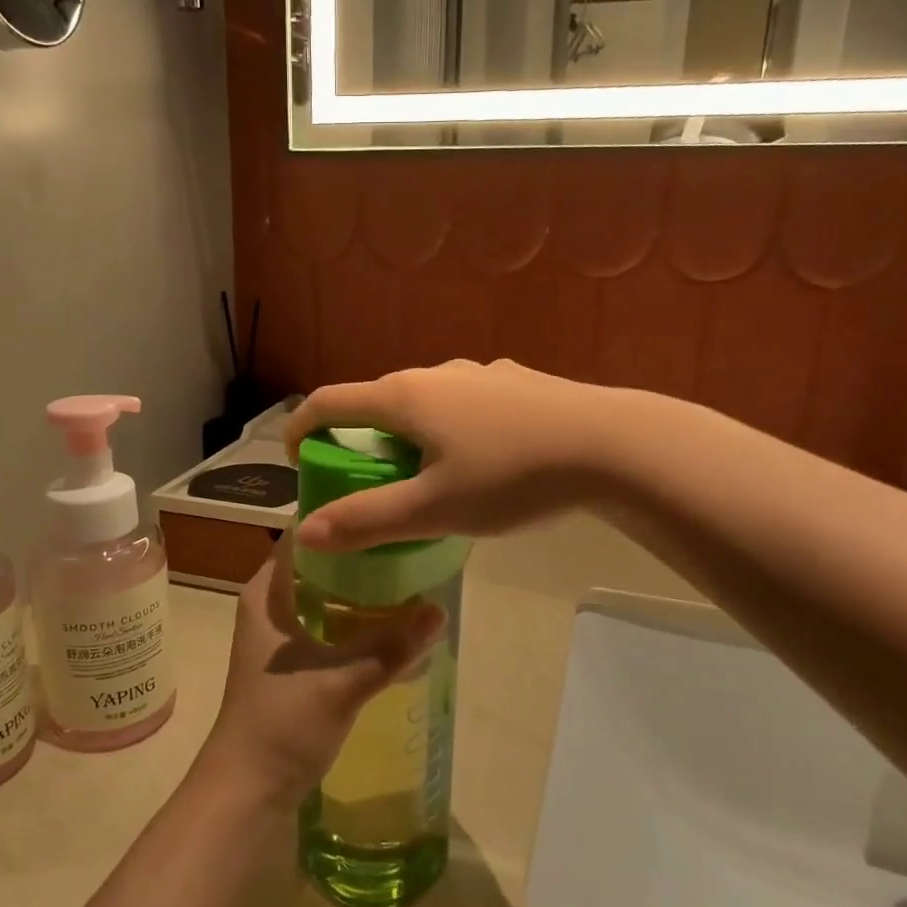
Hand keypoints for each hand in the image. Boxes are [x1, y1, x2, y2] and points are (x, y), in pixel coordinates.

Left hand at [196, 539, 445, 808]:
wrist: (247, 791)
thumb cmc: (281, 723)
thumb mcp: (341, 680)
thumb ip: (391, 645)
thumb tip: (440, 608)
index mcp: (267, 592)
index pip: (305, 534)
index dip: (342, 516)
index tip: (386, 505)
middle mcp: (271, 605)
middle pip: (322, 563)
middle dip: (364, 554)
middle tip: (411, 542)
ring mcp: (282, 636)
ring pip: (328, 596)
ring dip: (364, 589)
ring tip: (412, 576)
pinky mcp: (295, 663)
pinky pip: (332, 625)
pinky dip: (359, 620)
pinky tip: (395, 624)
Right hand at [286, 360, 608, 551]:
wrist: (612, 445)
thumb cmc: (511, 476)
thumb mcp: (433, 509)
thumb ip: (367, 521)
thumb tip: (305, 532)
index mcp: (405, 397)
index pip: (331, 402)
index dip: (301, 427)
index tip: (294, 458)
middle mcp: (438, 374)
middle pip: (378, 402)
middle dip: (358, 439)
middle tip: (363, 483)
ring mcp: (482, 374)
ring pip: (426, 403)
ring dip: (407, 436)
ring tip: (423, 477)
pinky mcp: (518, 384)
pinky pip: (465, 405)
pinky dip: (449, 430)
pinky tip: (481, 461)